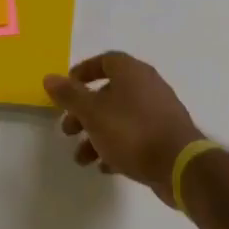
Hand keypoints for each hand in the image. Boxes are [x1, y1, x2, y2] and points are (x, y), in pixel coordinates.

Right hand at [43, 51, 202, 204]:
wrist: (179, 165)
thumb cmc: (131, 131)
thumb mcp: (92, 112)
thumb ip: (69, 95)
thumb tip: (49, 77)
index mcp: (132, 72)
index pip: (105, 60)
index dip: (83, 72)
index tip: (66, 89)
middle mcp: (148, 86)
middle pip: (109, 93)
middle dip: (84, 112)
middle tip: (68, 130)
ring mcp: (159, 112)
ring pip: (120, 117)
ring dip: (97, 135)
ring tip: (82, 159)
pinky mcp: (166, 136)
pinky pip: (135, 136)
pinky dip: (117, 147)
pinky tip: (105, 167)